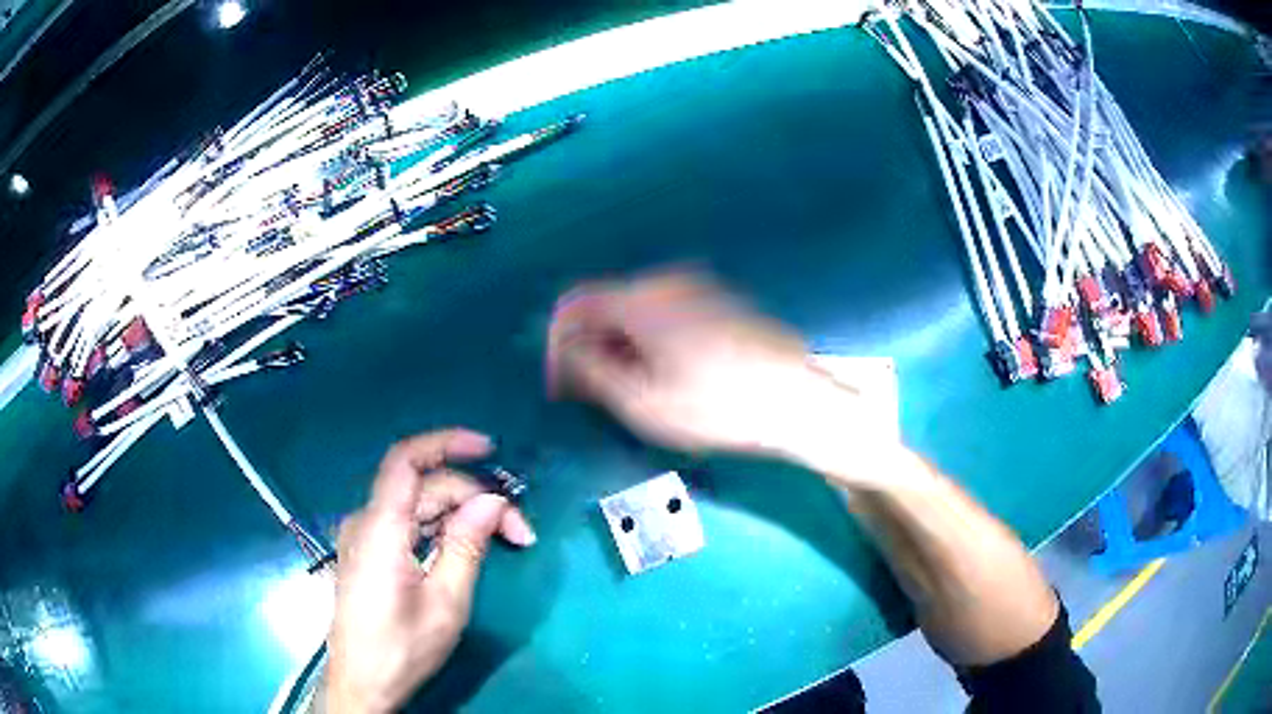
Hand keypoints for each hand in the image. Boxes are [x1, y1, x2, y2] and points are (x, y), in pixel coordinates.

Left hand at [325, 429, 535, 713]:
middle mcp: (366, 522)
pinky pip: (406, 524)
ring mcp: (363, 537)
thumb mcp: (446, 602)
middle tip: (519, 532)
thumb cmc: (402, 648)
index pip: (406, 460)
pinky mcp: (368, 553)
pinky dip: (440, 527)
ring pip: (417, 506)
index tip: (489, 450)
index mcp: (380, 528)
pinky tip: (465, 545)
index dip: (446, 443)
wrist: (362, 683)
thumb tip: (493, 502)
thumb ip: (467, 545)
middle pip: (422, 488)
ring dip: (460, 514)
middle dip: (473, 499)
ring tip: (502, 539)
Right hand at [546, 270, 856, 459]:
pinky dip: (649, 340)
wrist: (797, 402)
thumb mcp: (643, 402)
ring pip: (635, 311)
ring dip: (619, 346)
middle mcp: (667, 281)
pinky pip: (665, 313)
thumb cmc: (718, 408)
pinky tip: (665, 375)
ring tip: (629, 391)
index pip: (573, 305)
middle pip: (606, 305)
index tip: (558, 385)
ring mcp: (699, 287)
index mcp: (643, 300)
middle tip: (591, 395)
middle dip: (589, 347)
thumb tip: (565, 355)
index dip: (556, 345)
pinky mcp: (720, 300)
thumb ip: (591, 371)